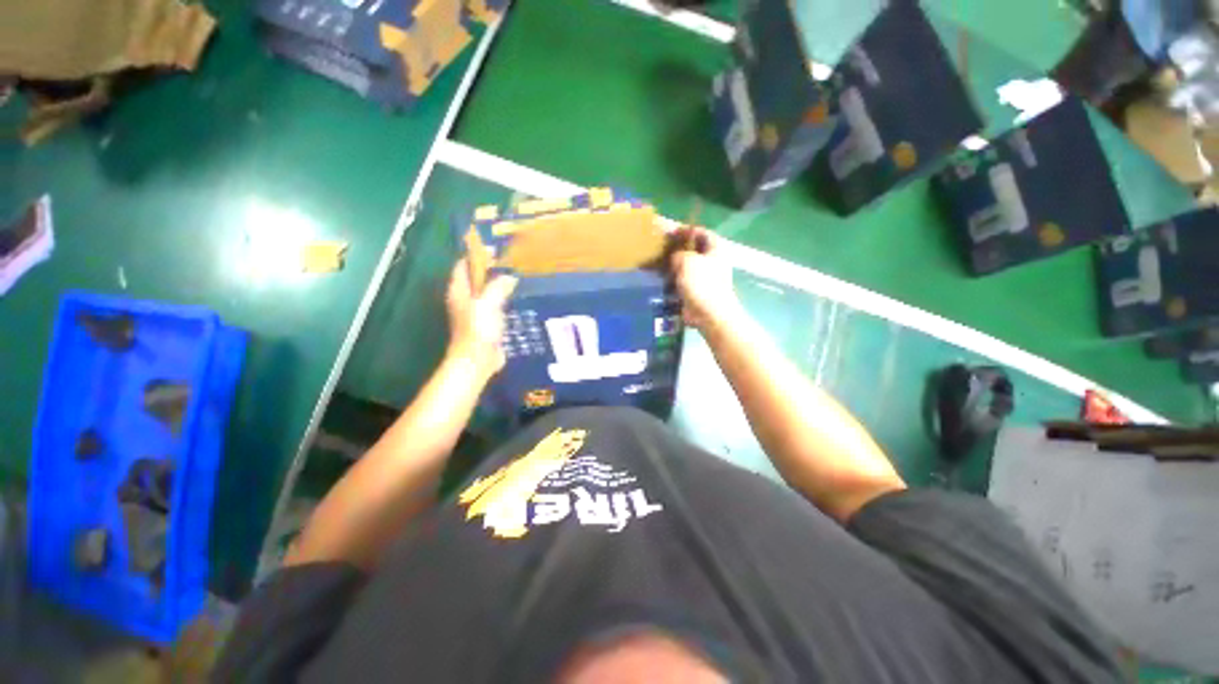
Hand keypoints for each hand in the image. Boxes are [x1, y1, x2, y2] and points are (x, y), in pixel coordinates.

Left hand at [445, 258, 517, 379]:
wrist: (478, 359)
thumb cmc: (478, 328)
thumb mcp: (488, 303)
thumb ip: (498, 286)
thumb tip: (509, 277)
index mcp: (459, 290)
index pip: (463, 265)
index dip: (476, 255)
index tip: (495, 250)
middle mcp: (464, 298)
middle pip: (476, 277)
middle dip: (491, 269)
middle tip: (511, 263)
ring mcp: (475, 311)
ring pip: (487, 292)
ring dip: (499, 285)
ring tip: (517, 277)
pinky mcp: (486, 323)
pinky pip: (496, 305)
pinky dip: (504, 300)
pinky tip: (517, 299)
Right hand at [669, 226, 741, 331]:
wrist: (709, 314)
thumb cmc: (702, 283)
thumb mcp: (687, 260)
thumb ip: (678, 253)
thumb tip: (675, 257)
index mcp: (715, 250)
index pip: (702, 233)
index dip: (688, 230)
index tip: (672, 232)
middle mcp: (712, 262)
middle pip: (694, 250)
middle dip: (678, 249)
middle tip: (661, 248)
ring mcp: (704, 279)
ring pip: (686, 267)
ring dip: (673, 265)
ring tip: (657, 263)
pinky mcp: (696, 292)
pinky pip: (682, 282)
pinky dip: (672, 281)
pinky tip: (661, 280)